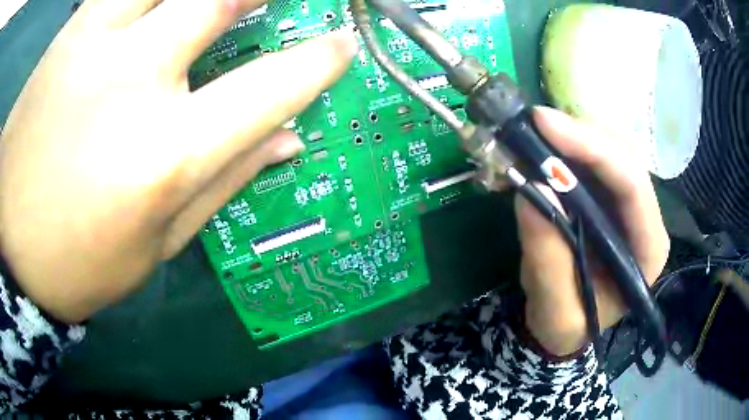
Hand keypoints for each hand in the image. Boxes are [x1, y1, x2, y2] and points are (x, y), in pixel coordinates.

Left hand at [0, 0, 356, 322]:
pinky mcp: (71, 34)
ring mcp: (97, 47)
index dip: (318, 62)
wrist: (8, 235)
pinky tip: (158, 1)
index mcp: (167, 157)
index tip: (341, 46)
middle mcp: (137, 84)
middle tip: (278, 1)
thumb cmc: (75, 259)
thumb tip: (289, 140)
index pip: (270, 89)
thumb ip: (224, 183)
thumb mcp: (155, 245)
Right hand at [516, 107, 669, 355]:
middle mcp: (646, 218)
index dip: (594, 149)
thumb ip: (547, 259)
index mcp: (647, 250)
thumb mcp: (554, 309)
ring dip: (574, 133)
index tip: (546, 126)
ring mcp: (629, 203)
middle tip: (534, 124)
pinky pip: (595, 154)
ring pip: (612, 146)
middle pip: (625, 155)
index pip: (634, 186)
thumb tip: (531, 190)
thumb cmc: (566, 324)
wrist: (565, 322)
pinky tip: (543, 147)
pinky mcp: (610, 195)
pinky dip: (568, 143)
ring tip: (533, 135)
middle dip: (582, 133)